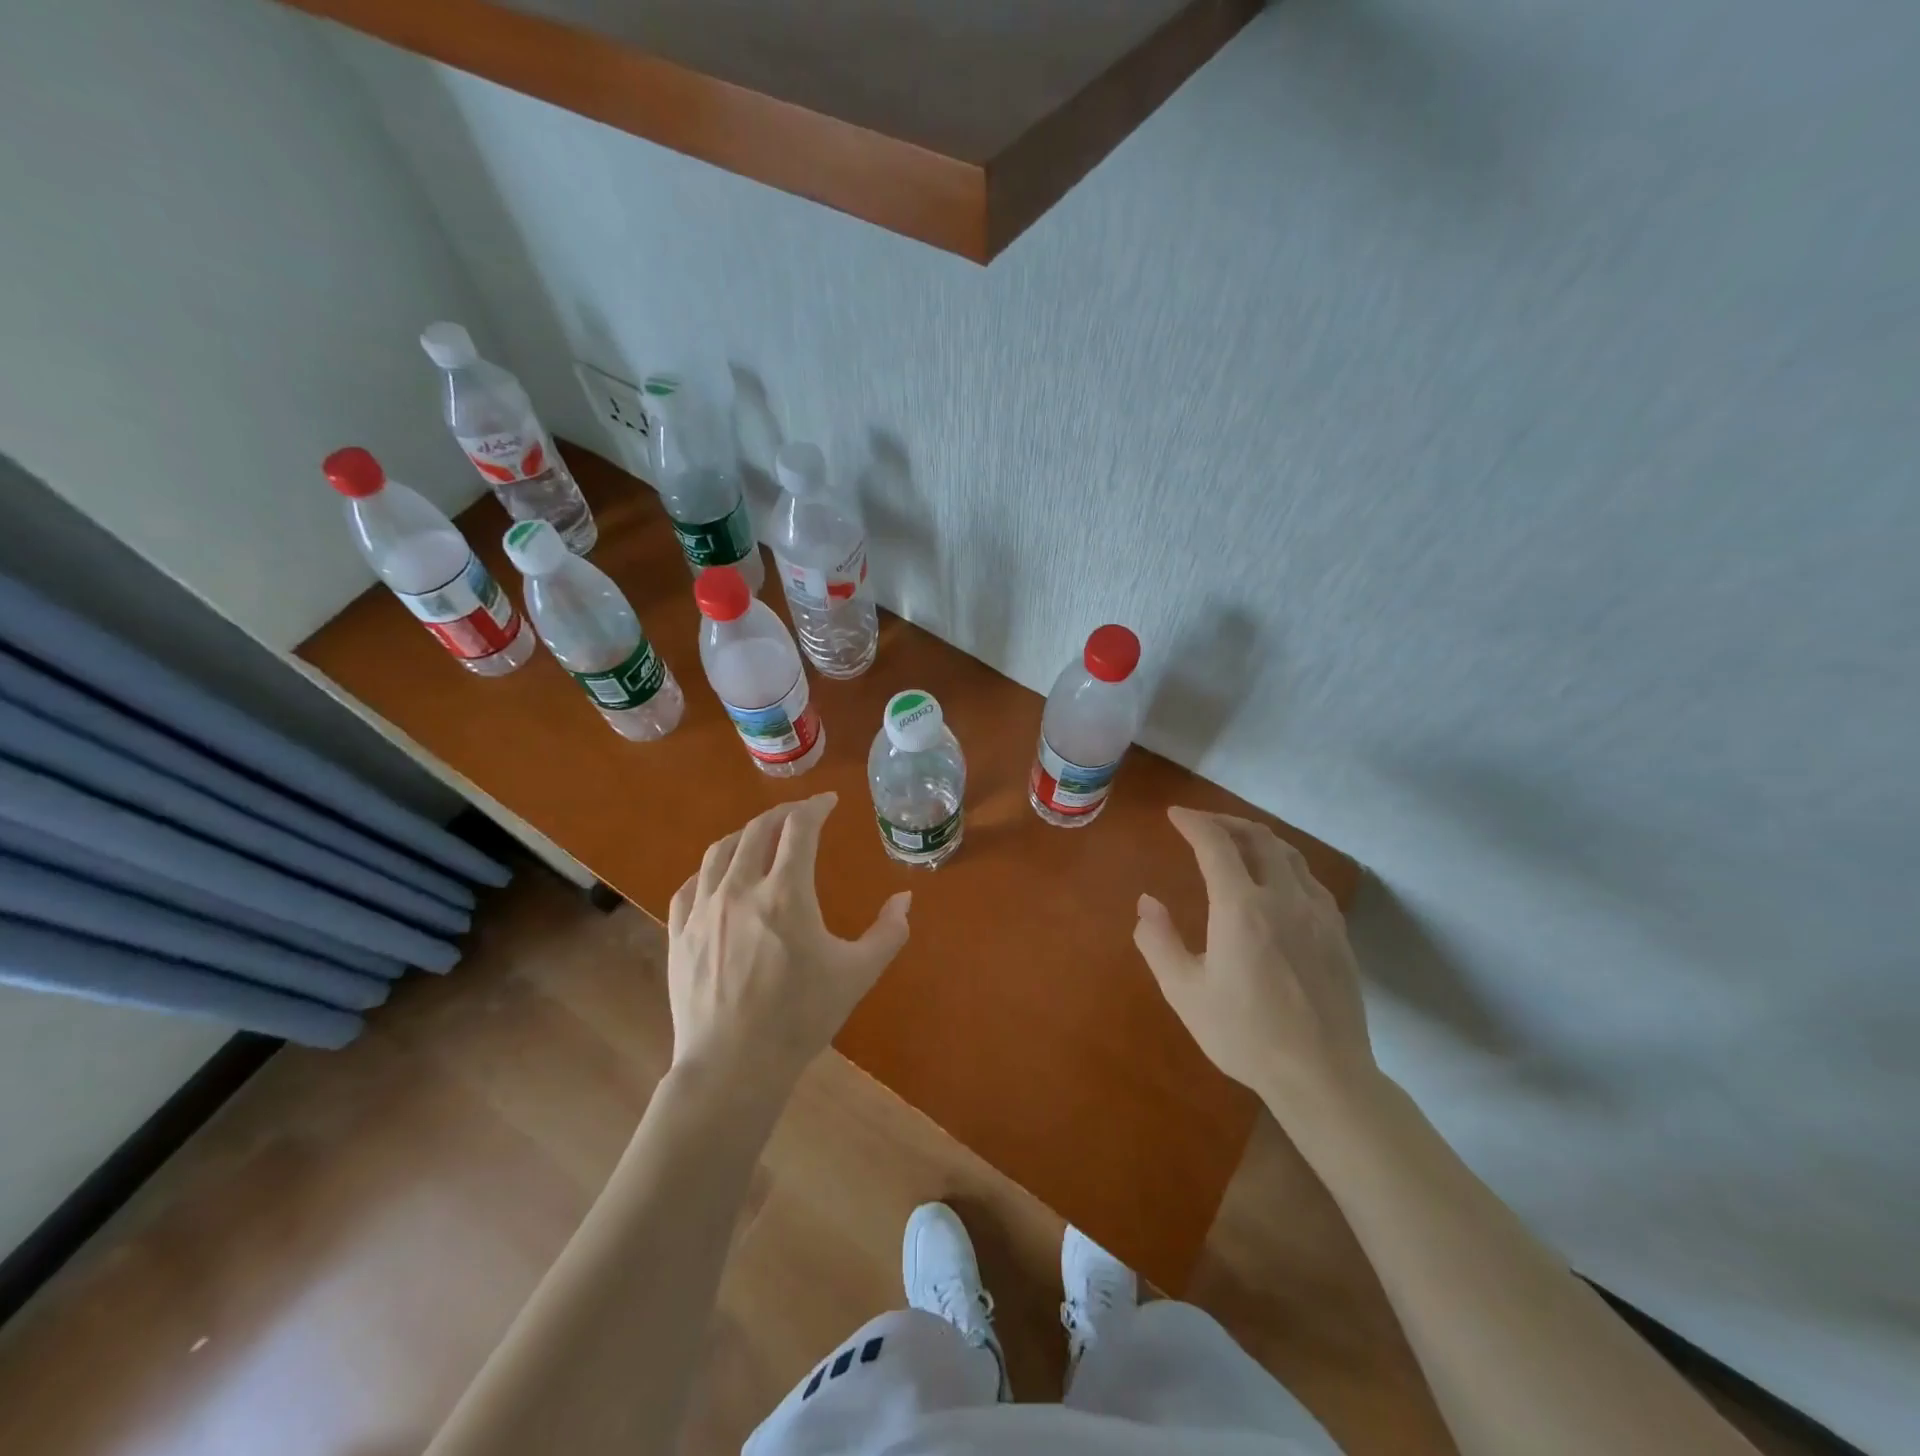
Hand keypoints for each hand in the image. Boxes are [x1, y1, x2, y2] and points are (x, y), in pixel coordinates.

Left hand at [666, 793, 910, 1097]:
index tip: (828, 802)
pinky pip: (691, 885)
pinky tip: (718, 876)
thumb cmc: (800, 1017)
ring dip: (745, 834)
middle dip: (782, 814)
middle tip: (800, 814)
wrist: (733, 1066)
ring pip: (720, 852)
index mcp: (785, 893)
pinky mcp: (680, 934)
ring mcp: (703, 910)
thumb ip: (888, 932)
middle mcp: (740, 889)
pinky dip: (709, 869)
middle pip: (758, 830)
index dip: (815, 807)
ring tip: (760, 835)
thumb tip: (905, 899)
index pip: (799, 829)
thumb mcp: (857, 974)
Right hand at [1134, 807, 1375, 1113]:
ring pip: (1289, 854)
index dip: (1193, 822)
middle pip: (1258, 837)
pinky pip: (1309, 879)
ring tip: (1236, 843)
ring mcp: (1318, 914)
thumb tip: (1146, 902)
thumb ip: (1158, 941)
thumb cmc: (1244, 1035)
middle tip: (1201, 824)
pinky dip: (1285, 864)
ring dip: (1258, 838)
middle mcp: (1284, 898)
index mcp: (1241, 908)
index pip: (1216, 845)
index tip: (1174, 815)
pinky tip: (1276, 882)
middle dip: (1226, 821)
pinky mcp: (1338, 933)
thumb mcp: (1184, 992)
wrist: (1323, 1075)